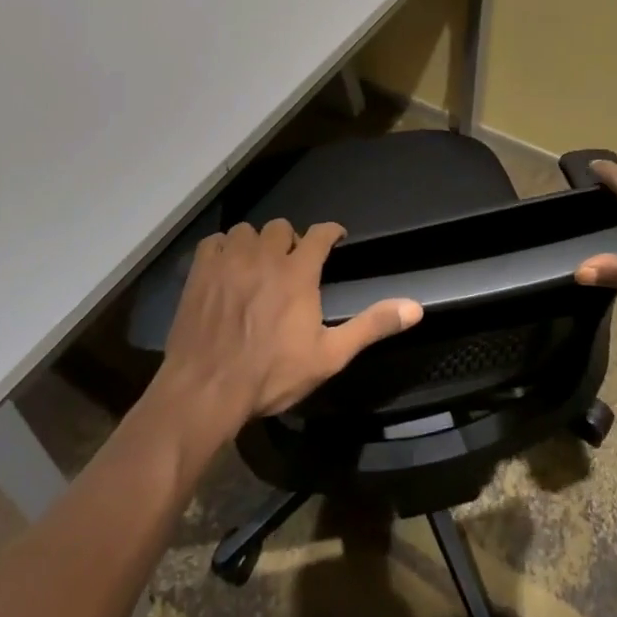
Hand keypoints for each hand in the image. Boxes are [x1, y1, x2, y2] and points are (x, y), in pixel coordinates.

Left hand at [160, 219, 422, 429]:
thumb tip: (415, 308)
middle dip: (291, 241)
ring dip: (256, 243)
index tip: (335, 239)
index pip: (320, 233)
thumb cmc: (272, 374)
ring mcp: (229, 261)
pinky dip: (224, 249)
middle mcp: (265, 256)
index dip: (331, 232)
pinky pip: (215, 242)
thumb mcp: (330, 356)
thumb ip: (371, 326)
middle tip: (291, 263)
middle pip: (281, 227)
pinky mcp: (201, 271)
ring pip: (247, 231)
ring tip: (257, 265)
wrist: (207, 388)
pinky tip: (226, 268)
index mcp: (298, 273)